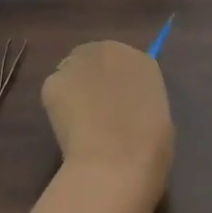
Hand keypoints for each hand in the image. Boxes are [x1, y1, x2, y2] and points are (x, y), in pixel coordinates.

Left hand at [42, 41, 174, 197]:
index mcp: (141, 60)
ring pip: (72, 73)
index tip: (115, 101)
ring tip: (79, 122)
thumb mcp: (158, 118)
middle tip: (94, 109)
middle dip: (92, 79)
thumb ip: (139, 101)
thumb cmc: (148, 148)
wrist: (115, 162)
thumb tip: (126, 108)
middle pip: (95, 59)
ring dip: (74, 90)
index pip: (124, 62)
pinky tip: (68, 130)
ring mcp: (77, 63)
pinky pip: (55, 91)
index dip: (117, 82)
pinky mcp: (53, 81)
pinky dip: (58, 107)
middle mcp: (108, 51)